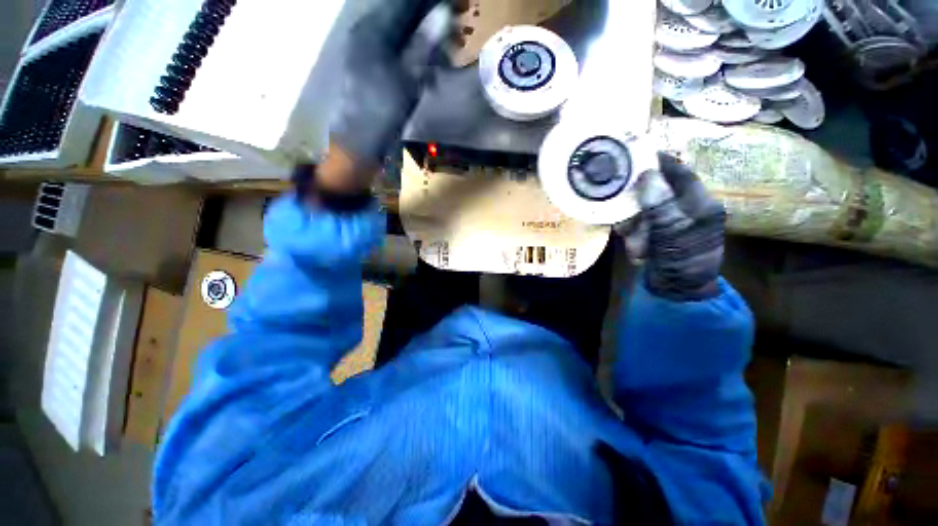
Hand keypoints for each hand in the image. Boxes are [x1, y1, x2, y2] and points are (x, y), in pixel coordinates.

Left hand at [324, 0, 452, 193]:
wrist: (360, 143)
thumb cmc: (381, 112)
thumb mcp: (406, 79)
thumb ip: (424, 45)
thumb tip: (444, 12)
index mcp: (373, 30)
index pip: (406, 3)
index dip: (433, 2)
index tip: (460, 6)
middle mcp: (369, 33)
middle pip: (406, 15)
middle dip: (434, 20)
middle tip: (459, 31)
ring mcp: (370, 51)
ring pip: (405, 34)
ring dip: (430, 40)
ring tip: (450, 52)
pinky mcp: (375, 67)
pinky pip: (401, 51)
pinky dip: (419, 56)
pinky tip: (432, 68)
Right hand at [631, 154, 725, 300]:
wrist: (678, 293)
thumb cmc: (682, 264)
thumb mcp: (671, 235)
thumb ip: (660, 205)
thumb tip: (648, 174)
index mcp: (700, 205)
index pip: (680, 174)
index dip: (661, 163)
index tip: (638, 154)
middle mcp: (687, 209)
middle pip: (656, 194)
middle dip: (639, 210)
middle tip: (627, 224)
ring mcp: (672, 223)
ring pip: (644, 211)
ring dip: (635, 228)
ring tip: (637, 249)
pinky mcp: (659, 233)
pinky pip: (640, 225)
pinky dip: (633, 236)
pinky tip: (636, 251)